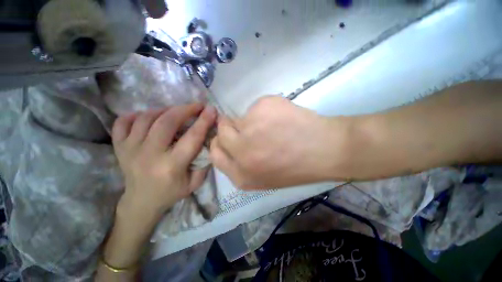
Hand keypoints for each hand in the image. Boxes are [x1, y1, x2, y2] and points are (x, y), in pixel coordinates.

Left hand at [112, 104, 216, 220]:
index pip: (192, 137)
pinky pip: (123, 122)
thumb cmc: (172, 192)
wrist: (141, 201)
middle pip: (167, 122)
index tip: (211, 109)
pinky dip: (136, 115)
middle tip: (197, 105)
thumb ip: (204, 161)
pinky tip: (149, 116)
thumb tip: (209, 139)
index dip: (203, 121)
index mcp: (171, 166)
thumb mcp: (195, 182)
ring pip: (146, 118)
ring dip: (165, 110)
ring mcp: (130, 150)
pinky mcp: (119, 147)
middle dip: (185, 109)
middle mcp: (149, 155)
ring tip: (176, 111)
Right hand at [210, 96, 350, 189]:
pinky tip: (282, 117)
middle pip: (222, 133)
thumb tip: (232, 141)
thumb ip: (242, 163)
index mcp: (241, 175)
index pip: (215, 154)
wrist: (325, 151)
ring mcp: (249, 129)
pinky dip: (265, 110)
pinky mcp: (261, 108)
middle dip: (230, 127)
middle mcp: (240, 153)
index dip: (220, 143)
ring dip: (251, 120)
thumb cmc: (295, 167)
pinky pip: (255, 107)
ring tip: (272, 125)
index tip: (227, 136)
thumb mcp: (263, 176)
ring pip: (238, 118)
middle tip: (248, 125)